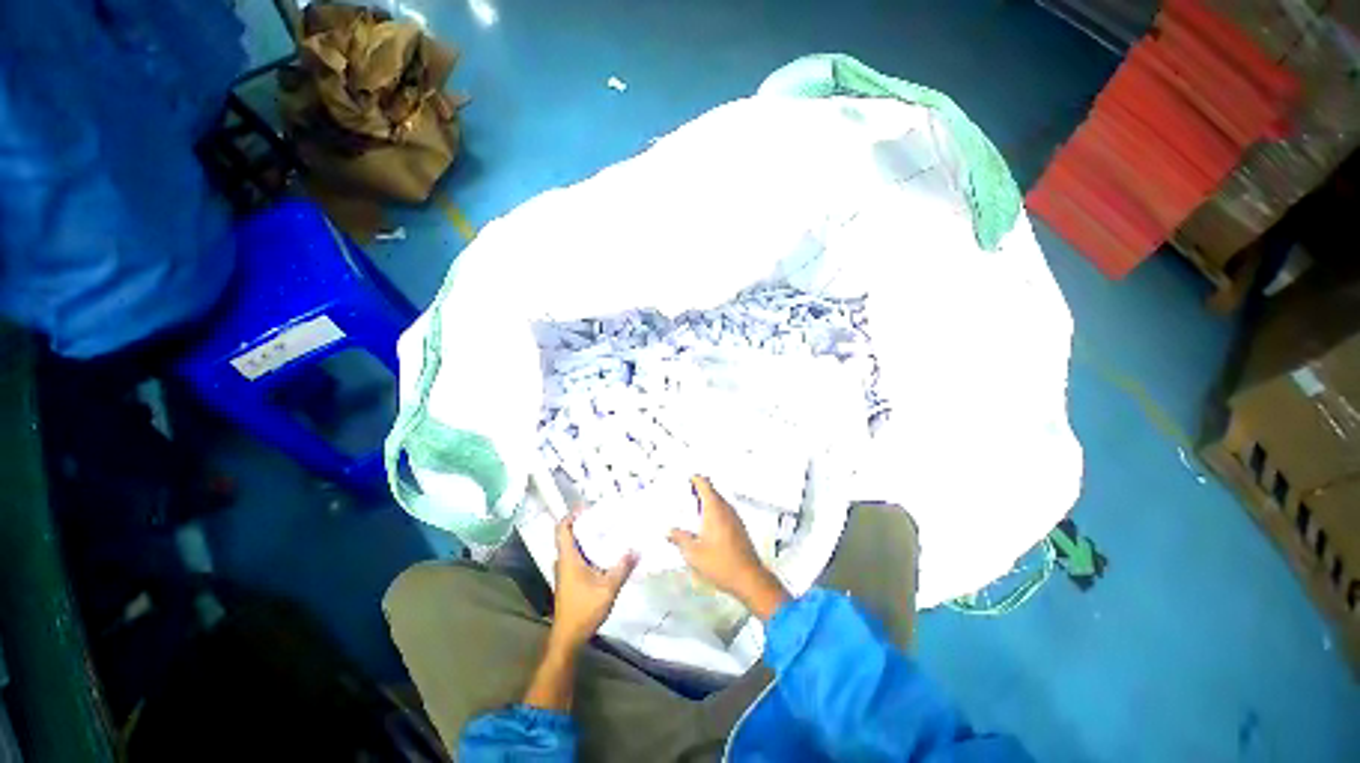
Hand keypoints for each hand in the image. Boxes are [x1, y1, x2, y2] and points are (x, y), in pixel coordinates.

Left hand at [549, 508, 637, 650]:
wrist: (569, 637)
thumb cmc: (584, 609)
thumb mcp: (608, 588)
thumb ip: (622, 567)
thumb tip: (636, 548)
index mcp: (568, 558)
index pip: (562, 528)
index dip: (572, 515)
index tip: (588, 507)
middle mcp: (564, 561)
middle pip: (569, 534)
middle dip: (585, 523)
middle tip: (605, 516)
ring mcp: (565, 572)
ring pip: (574, 547)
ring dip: (587, 537)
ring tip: (608, 530)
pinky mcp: (570, 580)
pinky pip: (578, 557)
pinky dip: (589, 550)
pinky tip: (605, 553)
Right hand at [669, 476, 789, 620]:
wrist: (749, 578)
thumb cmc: (723, 564)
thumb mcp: (693, 553)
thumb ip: (679, 539)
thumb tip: (670, 531)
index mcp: (714, 509)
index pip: (705, 484)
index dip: (695, 479)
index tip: (688, 478)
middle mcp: (726, 509)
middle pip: (712, 491)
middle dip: (699, 490)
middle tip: (687, 493)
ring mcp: (735, 518)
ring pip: (719, 502)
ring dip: (707, 502)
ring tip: (694, 510)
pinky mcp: (739, 528)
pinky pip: (725, 512)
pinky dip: (714, 512)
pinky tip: (707, 526)